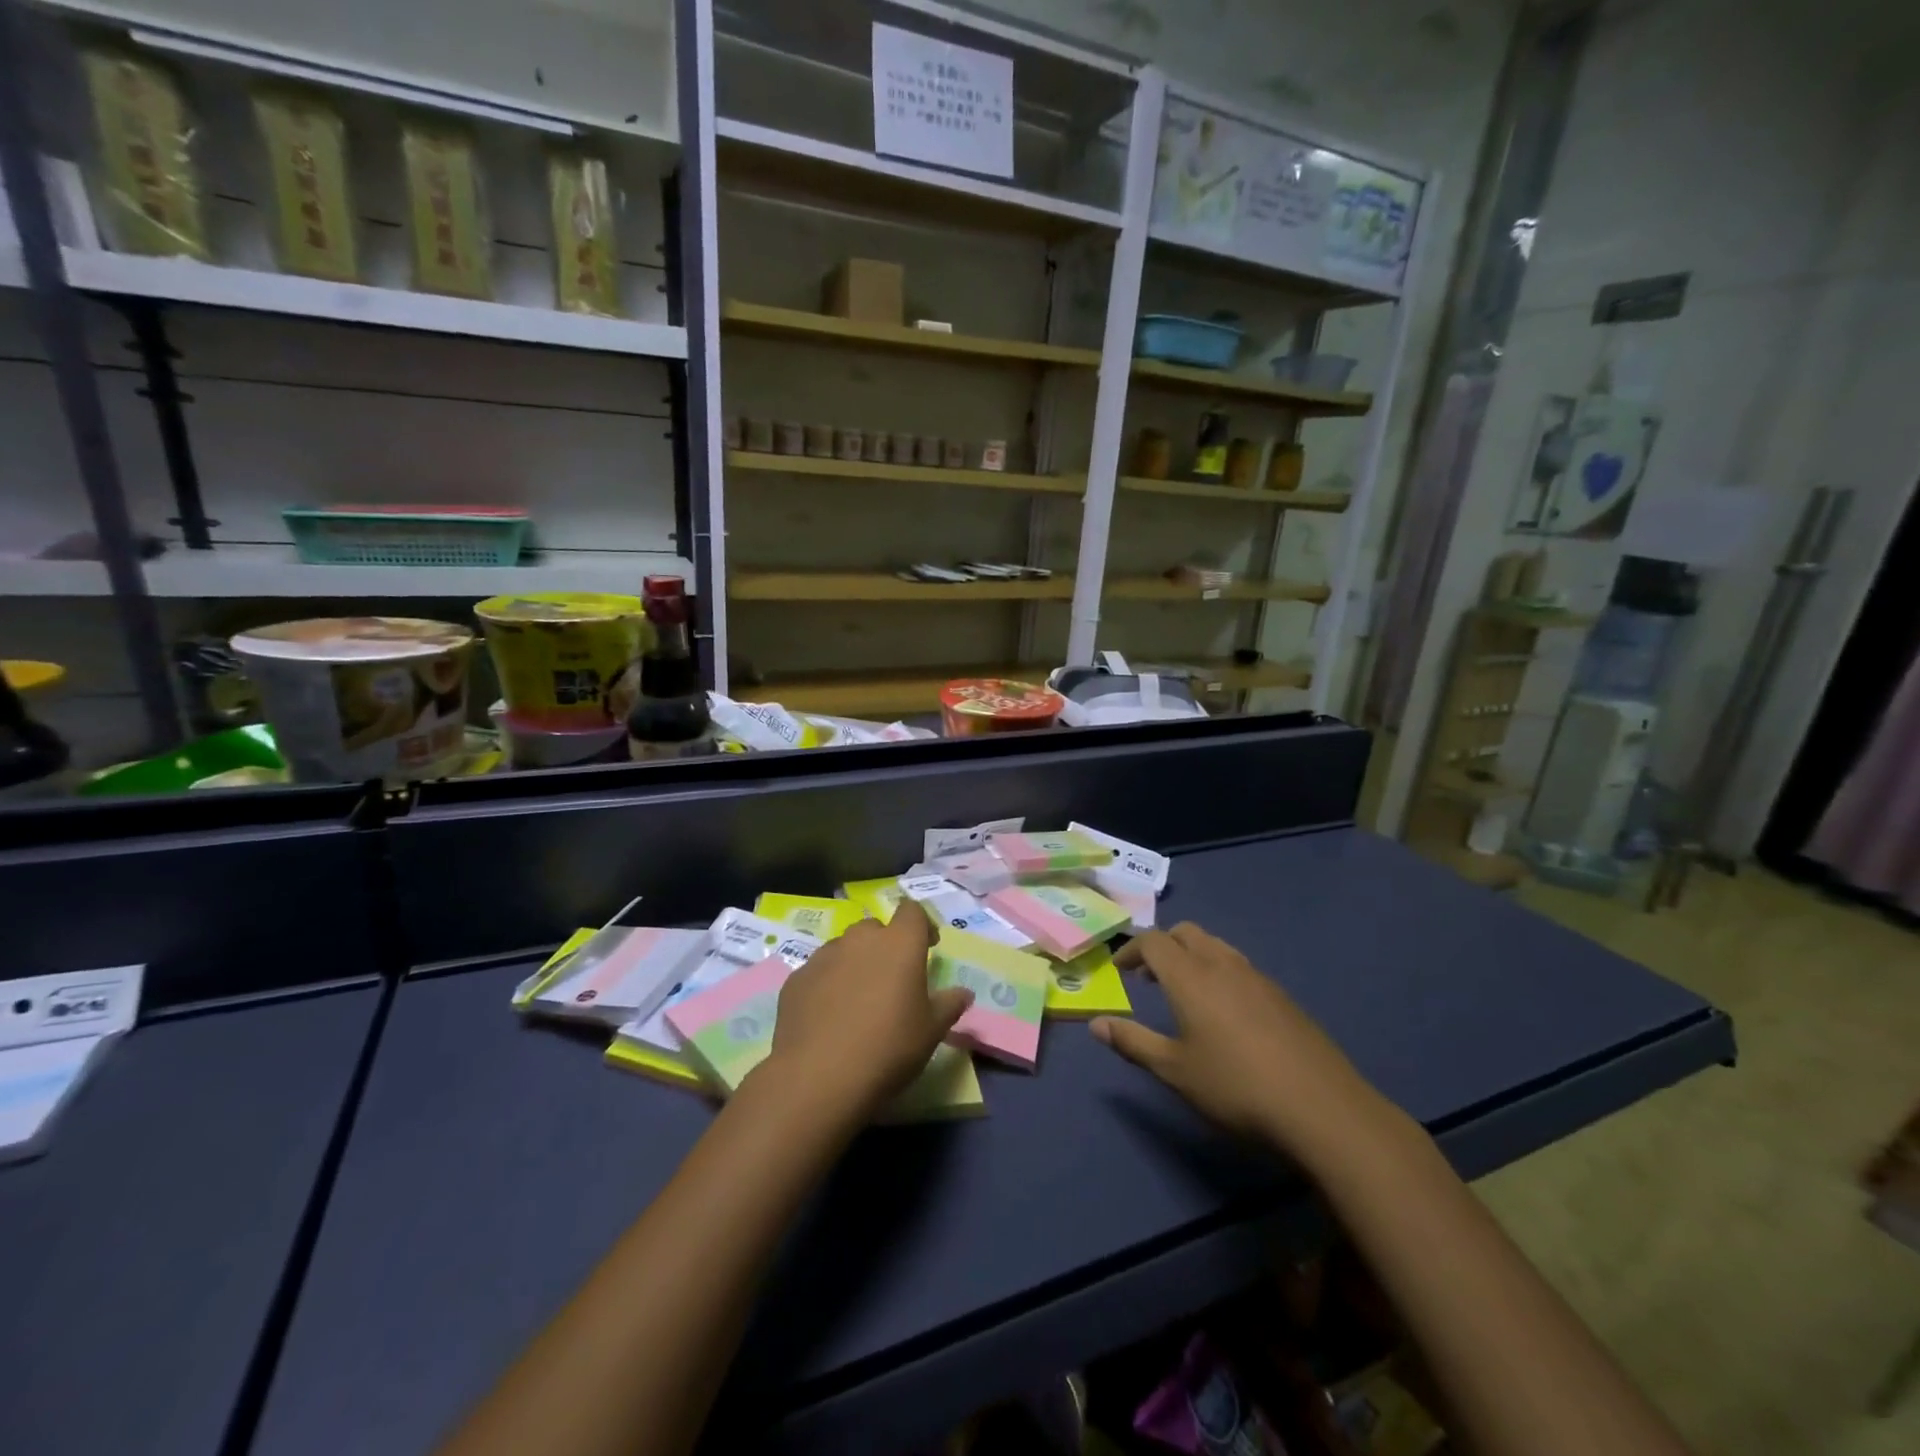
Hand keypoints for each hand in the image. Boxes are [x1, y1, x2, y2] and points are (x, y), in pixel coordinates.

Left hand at [764, 908, 971, 1119]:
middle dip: (885, 946)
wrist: (818, 1077)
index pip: (912, 911)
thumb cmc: (888, 1048)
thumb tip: (963, 993)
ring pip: (844, 948)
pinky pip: (819, 972)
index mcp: (899, 944)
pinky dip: (827, 984)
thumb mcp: (931, 1032)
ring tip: (858, 1000)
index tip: (927, 947)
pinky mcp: (796, 978)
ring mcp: (824, 956)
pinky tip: (828, 1016)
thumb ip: (949, 1005)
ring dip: (854, 963)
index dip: (921, 925)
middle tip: (891, 980)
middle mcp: (860, 939)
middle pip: (875, 928)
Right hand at [1092, 923, 1400, 1161]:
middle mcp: (1222, 965)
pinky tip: (1226, 1013)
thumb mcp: (1175, 1071)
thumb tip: (1096, 1023)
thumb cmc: (1236, 1087)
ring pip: (1216, 946)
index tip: (1120, 970)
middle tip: (1150, 977)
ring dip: (1193, 956)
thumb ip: (1133, 1042)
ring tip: (1186, 992)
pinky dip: (1220, 972)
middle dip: (1163, 946)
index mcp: (1191, 976)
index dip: (1132, 949)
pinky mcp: (1283, 996)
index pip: (1154, 941)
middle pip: (1187, 933)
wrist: (1322, 1108)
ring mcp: (1258, 978)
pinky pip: (1241, 967)